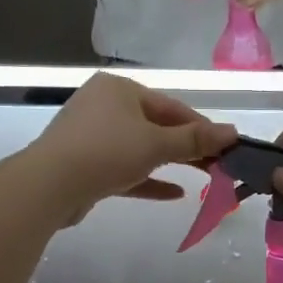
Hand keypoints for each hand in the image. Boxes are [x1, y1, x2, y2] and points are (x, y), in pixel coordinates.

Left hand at [21, 74, 236, 226]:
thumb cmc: (106, 152)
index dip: (202, 126)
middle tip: (219, 164)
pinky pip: (125, 169)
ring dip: (171, 162)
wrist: (49, 186)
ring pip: (141, 148)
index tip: (227, 146)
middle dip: (188, 146)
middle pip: (156, 126)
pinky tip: (175, 193)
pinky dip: (149, 179)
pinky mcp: (86, 166)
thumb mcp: (156, 144)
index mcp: (119, 89)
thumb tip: (233, 132)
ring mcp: (92, 136)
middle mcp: (104, 106)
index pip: (171, 106)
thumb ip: (196, 139)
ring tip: (204, 177)